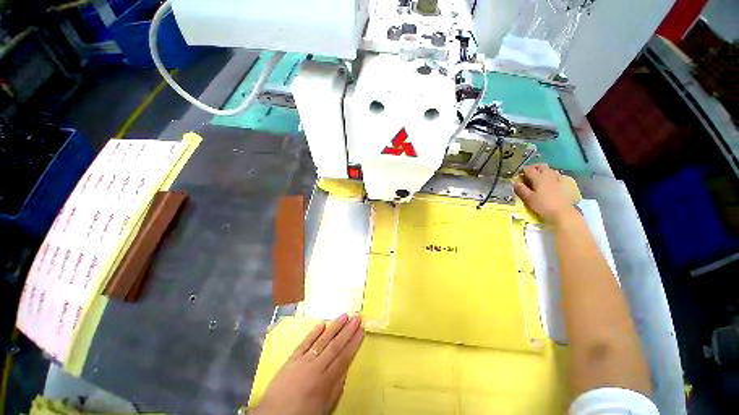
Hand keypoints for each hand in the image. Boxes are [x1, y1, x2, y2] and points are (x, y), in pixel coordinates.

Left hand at [252, 314, 363, 414]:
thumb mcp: (325, 407)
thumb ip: (336, 387)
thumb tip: (346, 368)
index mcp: (325, 382)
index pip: (344, 358)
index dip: (354, 343)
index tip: (362, 330)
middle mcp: (316, 367)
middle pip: (335, 346)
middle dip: (347, 331)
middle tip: (357, 318)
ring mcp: (303, 361)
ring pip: (322, 341)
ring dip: (334, 327)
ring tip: (344, 315)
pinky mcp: (291, 359)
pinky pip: (304, 343)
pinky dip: (313, 333)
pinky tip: (322, 324)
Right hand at [514, 164, 576, 225]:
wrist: (563, 212)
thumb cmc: (543, 205)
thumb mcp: (528, 198)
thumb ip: (521, 189)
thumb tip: (515, 183)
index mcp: (538, 177)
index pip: (529, 169)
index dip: (523, 171)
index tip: (519, 175)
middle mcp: (549, 175)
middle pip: (541, 166)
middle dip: (534, 167)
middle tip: (528, 173)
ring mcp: (559, 178)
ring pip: (550, 170)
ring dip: (543, 171)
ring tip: (539, 178)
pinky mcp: (566, 184)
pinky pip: (557, 176)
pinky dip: (552, 176)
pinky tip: (551, 183)